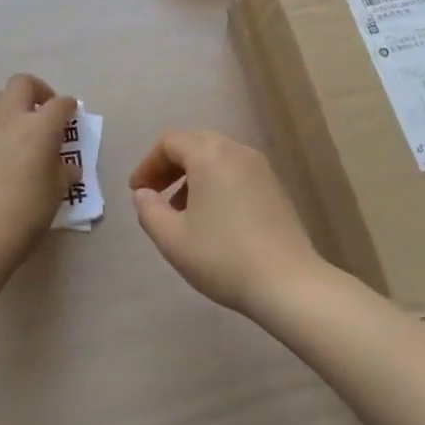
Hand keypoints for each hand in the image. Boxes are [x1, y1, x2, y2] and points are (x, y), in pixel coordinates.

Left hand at [0, 74, 77, 256]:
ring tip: (17, 131)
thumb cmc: (28, 212)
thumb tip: (65, 165)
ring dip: (9, 107)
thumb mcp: (58, 192)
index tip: (71, 114)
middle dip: (36, 91)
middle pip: (21, 84)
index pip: (60, 104)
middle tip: (43, 111)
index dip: (68, 106)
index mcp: (40, 127)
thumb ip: (64, 171)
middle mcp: (9, 119)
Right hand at [128, 129, 326, 312]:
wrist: (288, 282)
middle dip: (170, 167)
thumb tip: (144, 194)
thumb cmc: (223, 257)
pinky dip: (217, 184)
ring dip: (193, 177)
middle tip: (155, 196)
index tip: (137, 192)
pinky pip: (237, 172)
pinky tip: (213, 219)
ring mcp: (261, 168)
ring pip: (218, 158)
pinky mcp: (276, 187)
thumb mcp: (172, 239)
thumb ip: (149, 210)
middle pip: (195, 144)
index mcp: (210, 155)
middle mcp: (237, 151)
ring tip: (182, 212)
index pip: (170, 142)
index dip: (148, 164)